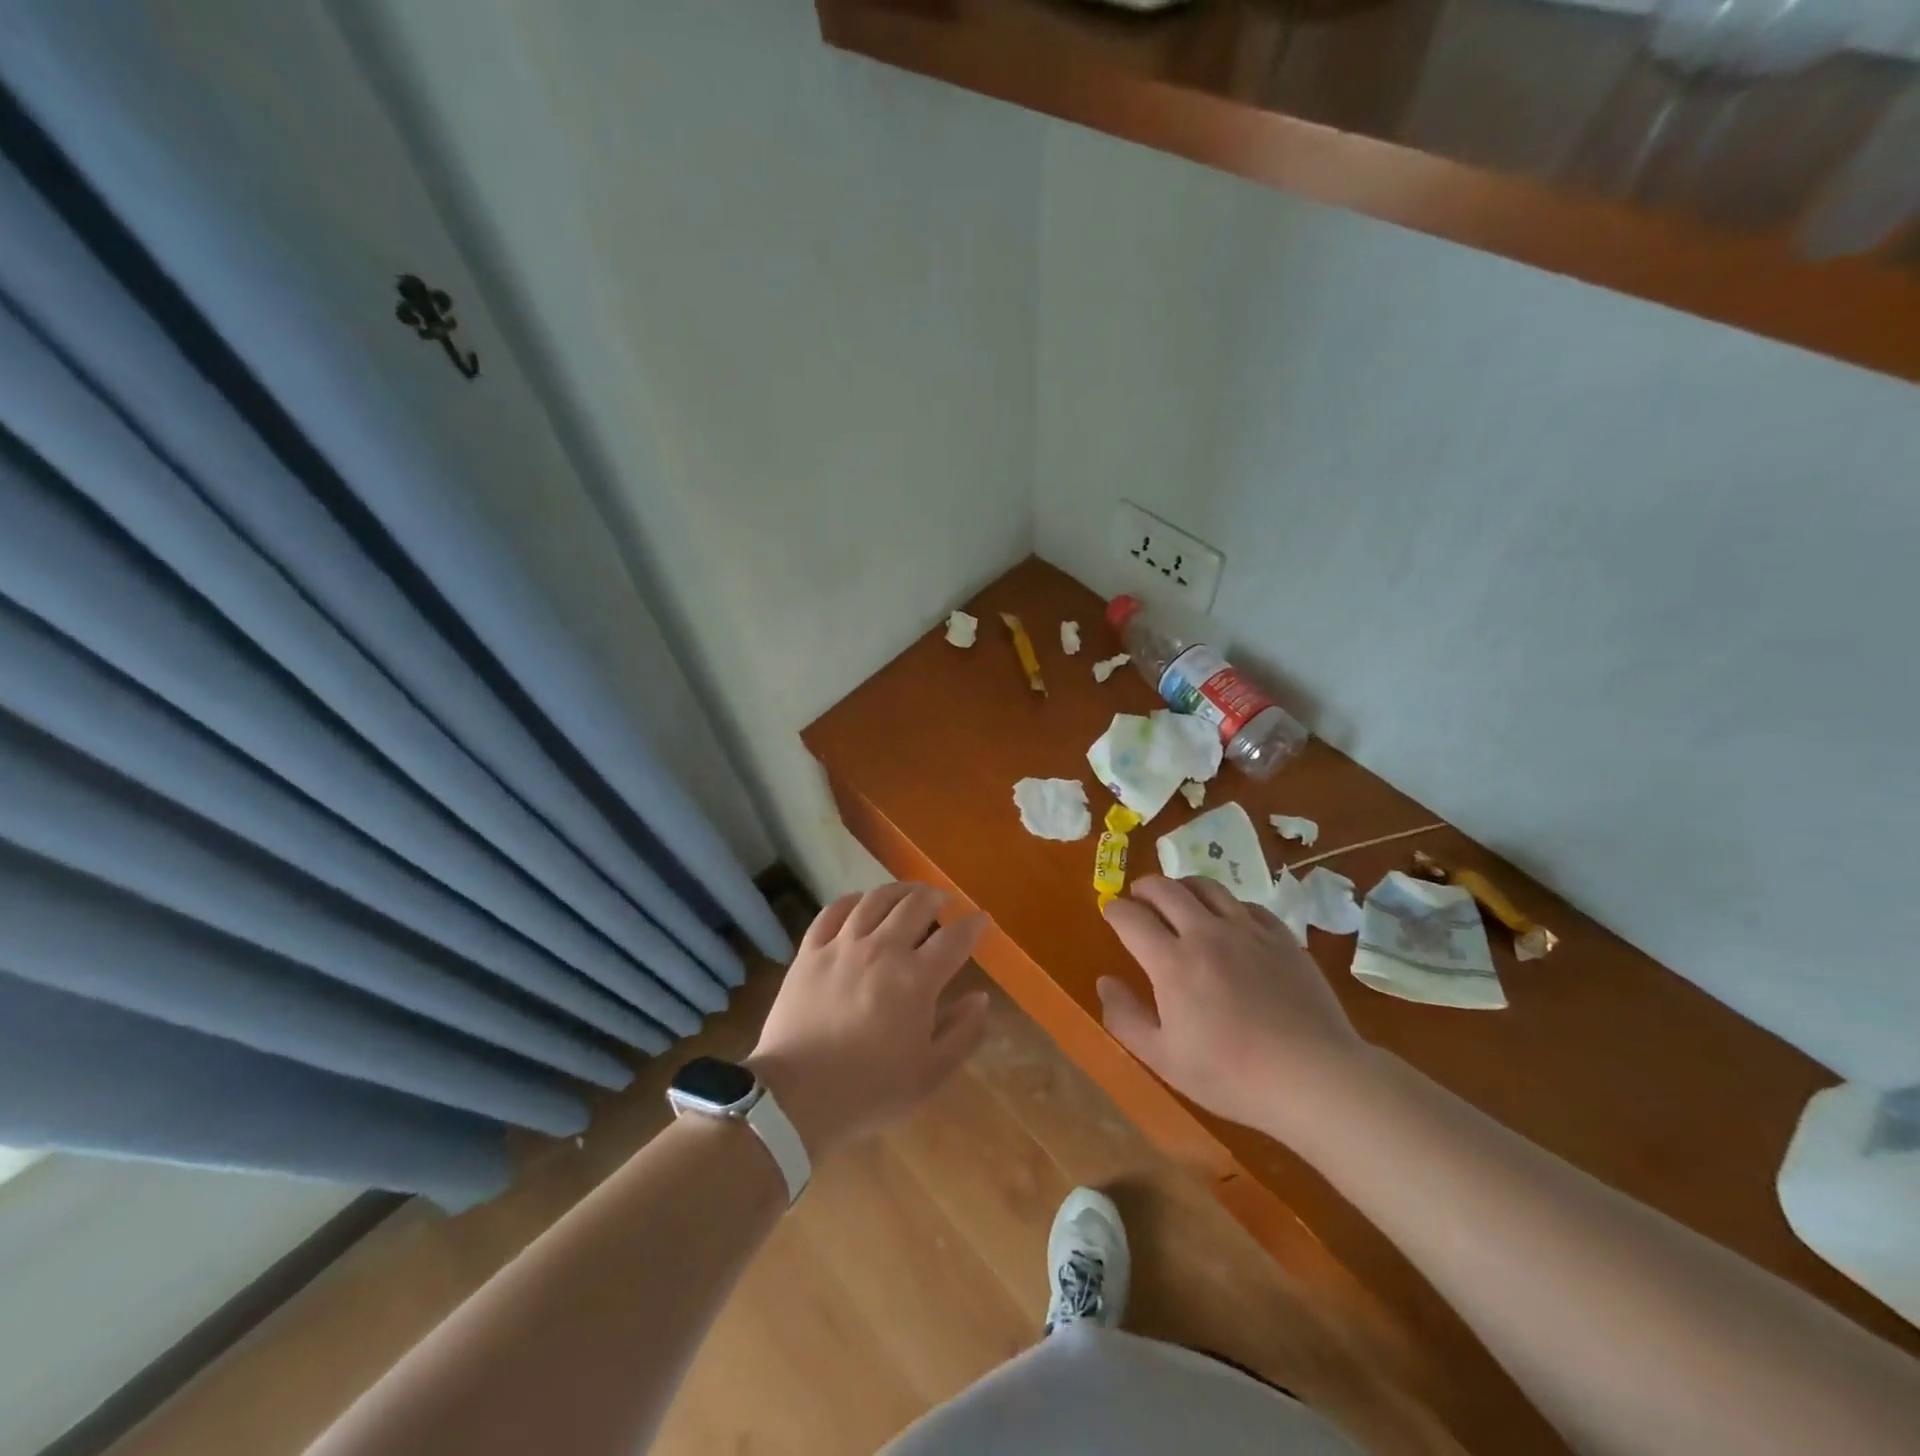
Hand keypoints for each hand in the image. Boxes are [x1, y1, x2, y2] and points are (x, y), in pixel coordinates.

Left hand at [747, 883, 989, 1160]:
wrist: (795, 1097)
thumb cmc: (869, 1091)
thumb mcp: (930, 1074)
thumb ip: (962, 1033)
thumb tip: (980, 998)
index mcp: (916, 979)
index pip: (954, 939)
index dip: (973, 925)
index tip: (981, 920)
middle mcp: (882, 949)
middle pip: (916, 905)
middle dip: (936, 897)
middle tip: (943, 901)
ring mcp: (842, 945)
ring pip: (876, 899)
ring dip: (899, 891)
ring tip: (909, 894)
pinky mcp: (810, 951)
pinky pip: (834, 910)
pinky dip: (853, 900)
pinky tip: (861, 903)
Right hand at [1097, 876, 1373, 1139]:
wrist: (1314, 1078)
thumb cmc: (1231, 1075)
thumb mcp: (1164, 1059)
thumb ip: (1125, 1018)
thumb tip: (1104, 982)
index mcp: (1172, 962)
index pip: (1131, 917)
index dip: (1114, 910)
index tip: (1110, 912)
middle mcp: (1206, 933)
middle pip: (1166, 888)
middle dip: (1144, 887)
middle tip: (1138, 898)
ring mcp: (1248, 930)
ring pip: (1207, 886)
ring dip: (1183, 886)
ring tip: (1178, 898)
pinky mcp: (1281, 937)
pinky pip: (1246, 904)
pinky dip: (1225, 904)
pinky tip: (1227, 921)